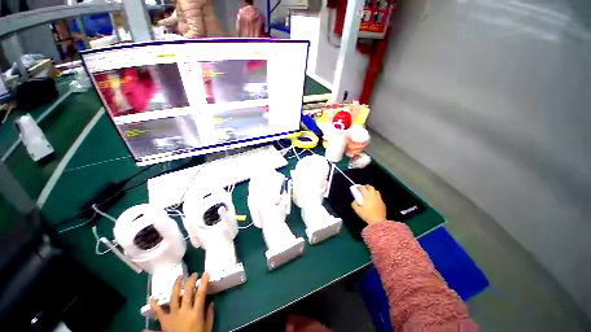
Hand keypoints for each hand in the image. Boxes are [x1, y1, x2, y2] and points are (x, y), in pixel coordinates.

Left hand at [150, 272, 213, 331]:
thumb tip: (212, 302)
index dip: (204, 282)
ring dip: (176, 285)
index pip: (201, 294)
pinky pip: (158, 311)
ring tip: (179, 277)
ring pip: (173, 297)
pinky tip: (153, 297)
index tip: (206, 272)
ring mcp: (172, 315)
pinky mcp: (164, 322)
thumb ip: (210, 316)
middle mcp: (184, 311)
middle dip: (190, 281)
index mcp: (196, 313)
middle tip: (193, 274)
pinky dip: (154, 304)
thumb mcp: (207, 329)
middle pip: (187, 292)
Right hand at [351, 185, 386, 224]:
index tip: (356, 187)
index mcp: (367, 196)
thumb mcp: (357, 210)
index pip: (362, 188)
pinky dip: (375, 196)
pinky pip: (379, 197)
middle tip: (363, 188)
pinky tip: (373, 201)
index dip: (359, 187)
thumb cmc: (366, 215)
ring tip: (368, 193)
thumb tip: (354, 201)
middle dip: (366, 187)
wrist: (378, 222)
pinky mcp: (383, 204)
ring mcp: (379, 199)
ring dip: (372, 191)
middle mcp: (374, 196)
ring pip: (376, 191)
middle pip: (370, 187)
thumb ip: (354, 204)